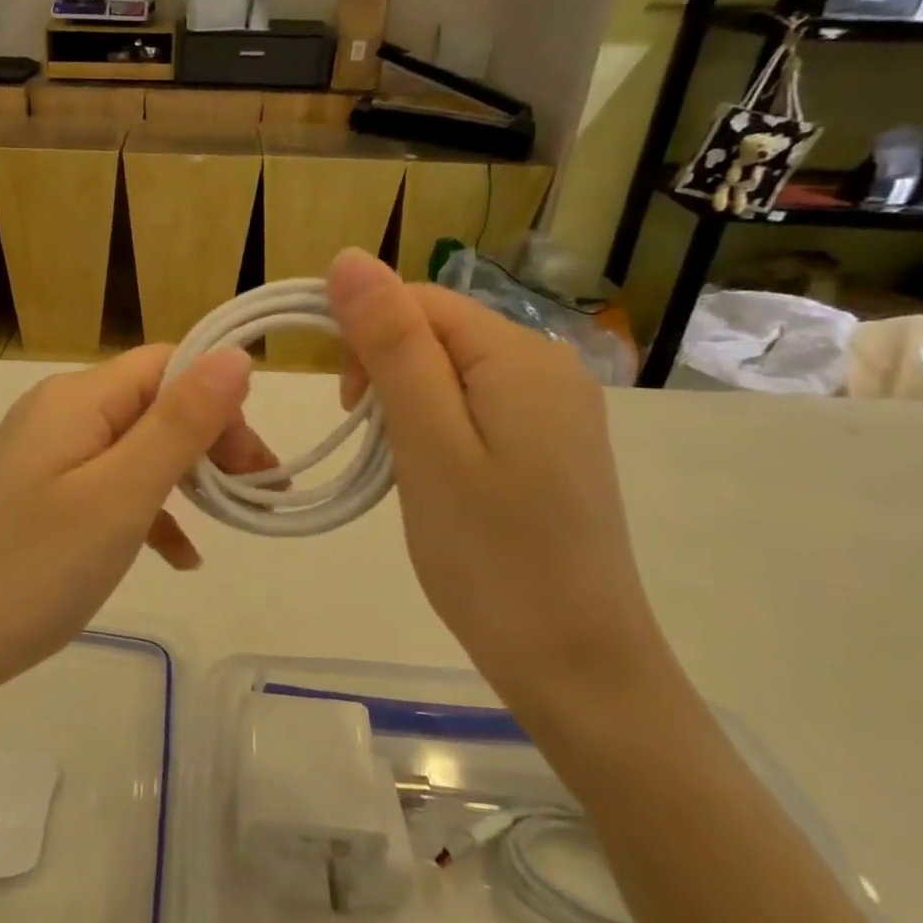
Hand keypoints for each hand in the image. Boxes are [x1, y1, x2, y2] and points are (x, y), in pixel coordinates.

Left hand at [0, 344, 268, 702]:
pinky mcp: (42, 496)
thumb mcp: (122, 494)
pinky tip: (179, 557)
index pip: (167, 364)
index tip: (256, 461)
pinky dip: (149, 510)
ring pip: (136, 446)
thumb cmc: (36, 567)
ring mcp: (48, 456)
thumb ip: (181, 423)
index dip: (220, 400)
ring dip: (187, 476)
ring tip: (231, 520)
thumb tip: (236, 354)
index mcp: (77, 398)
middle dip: (210, 441)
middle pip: (154, 403)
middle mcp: (60, 412)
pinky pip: (109, 486)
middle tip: (256, 494)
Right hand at [327, 249, 671, 719]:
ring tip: (402, 469)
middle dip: (386, 372)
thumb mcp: (428, 443)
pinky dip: (436, 430)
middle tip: (373, 446)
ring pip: (450, 372)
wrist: (577, 664)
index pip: (418, 301)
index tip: (345, 408)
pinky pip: (475, 407)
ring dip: (407, 405)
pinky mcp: (551, 445)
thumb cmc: (489, 554)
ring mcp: (556, 407)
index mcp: (519, 354)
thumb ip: (392, 345)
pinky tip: (435, 477)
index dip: (365, 336)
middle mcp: (547, 365)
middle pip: (437, 332)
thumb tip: (348, 258)